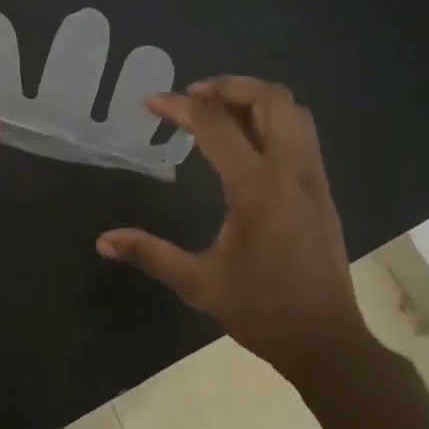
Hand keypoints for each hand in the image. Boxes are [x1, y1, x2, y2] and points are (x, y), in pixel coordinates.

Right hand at [96, 77, 365, 378]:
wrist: (326, 341)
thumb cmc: (261, 310)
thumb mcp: (198, 284)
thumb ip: (149, 254)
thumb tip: (103, 240)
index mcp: (257, 191)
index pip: (216, 126)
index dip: (180, 106)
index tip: (151, 102)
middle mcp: (291, 173)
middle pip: (270, 99)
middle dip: (228, 87)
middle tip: (192, 98)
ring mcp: (313, 179)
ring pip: (293, 111)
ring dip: (253, 99)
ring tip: (217, 113)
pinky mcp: (323, 190)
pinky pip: (302, 133)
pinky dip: (272, 119)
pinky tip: (244, 142)